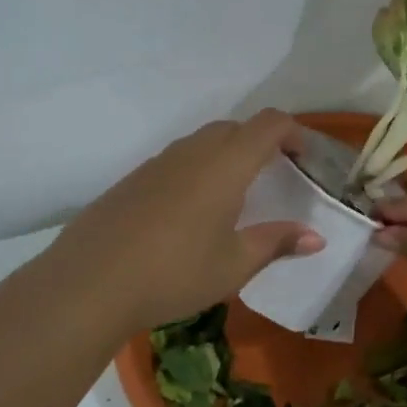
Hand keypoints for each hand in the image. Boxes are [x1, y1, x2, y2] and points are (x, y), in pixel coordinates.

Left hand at [52, 110, 326, 336]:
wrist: (90, 282)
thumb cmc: (175, 273)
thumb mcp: (234, 265)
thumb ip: (276, 243)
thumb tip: (316, 238)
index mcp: (225, 165)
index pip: (268, 124)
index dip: (293, 132)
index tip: (304, 158)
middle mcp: (192, 152)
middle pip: (234, 128)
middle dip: (260, 142)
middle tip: (274, 177)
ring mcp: (157, 163)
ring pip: (202, 142)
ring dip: (226, 155)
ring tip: (234, 197)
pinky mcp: (132, 179)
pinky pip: (176, 160)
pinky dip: (196, 171)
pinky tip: (190, 213)